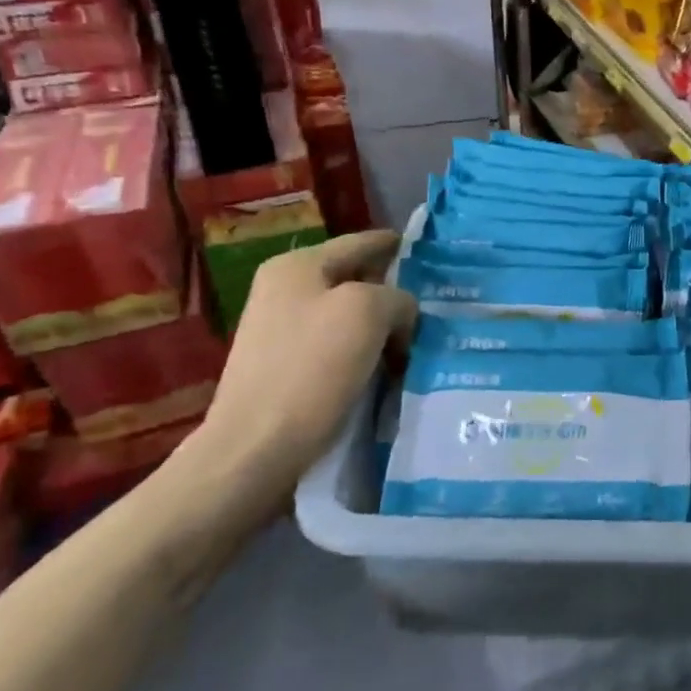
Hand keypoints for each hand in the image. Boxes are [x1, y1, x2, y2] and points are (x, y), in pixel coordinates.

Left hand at [173, 231, 416, 512]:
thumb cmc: (312, 368)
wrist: (255, 448)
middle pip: (355, 279)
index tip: (431, 253)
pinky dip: (364, 351)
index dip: (396, 245)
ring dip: (382, 326)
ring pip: (348, 315)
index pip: (361, 242)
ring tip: (417, 341)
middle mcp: (284, 290)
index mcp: (297, 266)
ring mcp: (280, 330)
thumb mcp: (368, 312)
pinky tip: (387, 367)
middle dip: (393, 291)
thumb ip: (396, 297)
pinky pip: (336, 346)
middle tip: (435, 305)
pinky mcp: (285, 367)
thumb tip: (401, 314)